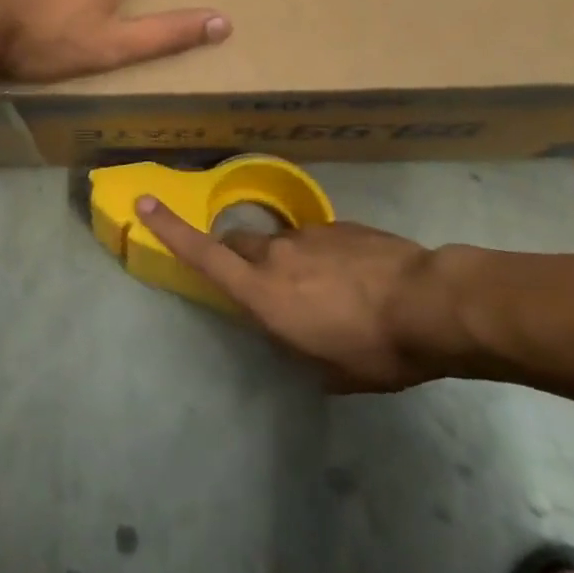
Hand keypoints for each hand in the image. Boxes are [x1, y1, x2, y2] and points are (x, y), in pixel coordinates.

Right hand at [139, 197, 461, 392]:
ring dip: (287, 262)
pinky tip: (353, 279)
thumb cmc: (375, 349)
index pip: (205, 256)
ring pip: (279, 243)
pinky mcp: (337, 225)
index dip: (170, 229)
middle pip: (237, 243)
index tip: (143, 202)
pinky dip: (320, 257)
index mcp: (265, 293)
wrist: (430, 302)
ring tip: (325, 291)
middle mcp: (277, 255)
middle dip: (237, 258)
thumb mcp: (329, 370)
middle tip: (262, 284)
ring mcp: (308, 235)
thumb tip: (292, 336)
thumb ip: (296, 347)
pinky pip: (315, 239)